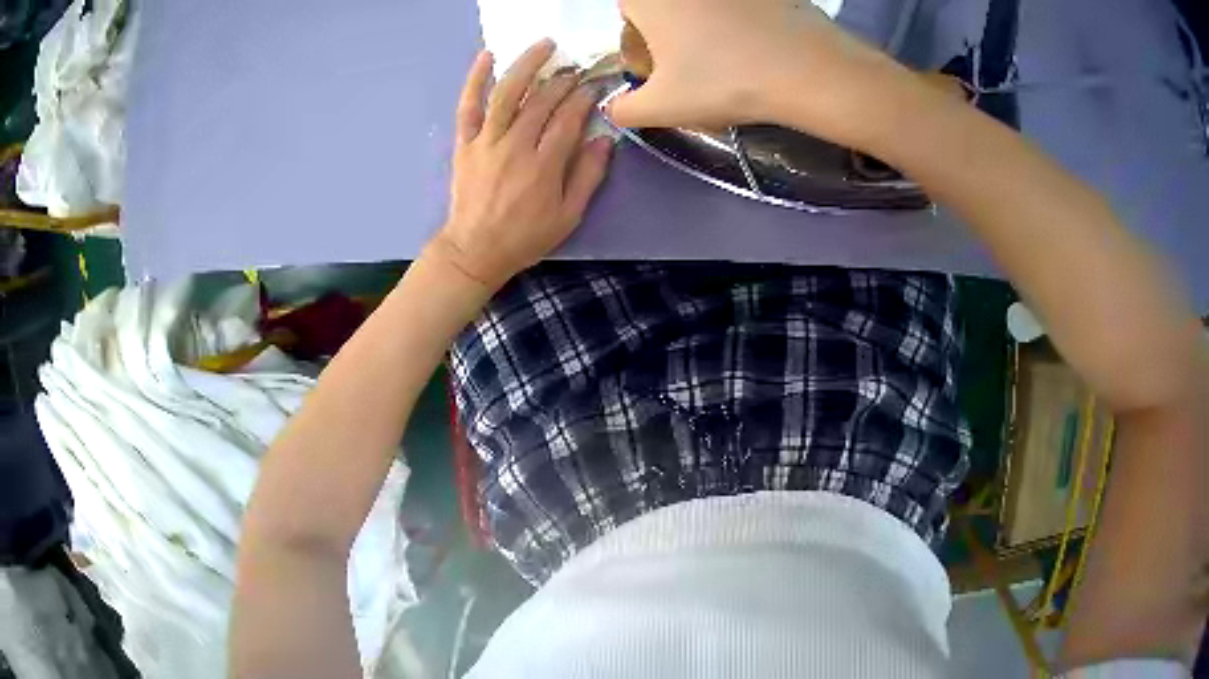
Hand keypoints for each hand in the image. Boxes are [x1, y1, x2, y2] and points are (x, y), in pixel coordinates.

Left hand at [431, 40, 613, 289]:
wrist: (475, 250)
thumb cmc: (526, 236)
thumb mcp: (568, 216)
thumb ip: (587, 176)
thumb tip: (605, 140)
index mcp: (544, 166)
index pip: (568, 119)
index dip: (583, 99)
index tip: (594, 87)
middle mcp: (515, 146)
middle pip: (542, 102)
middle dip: (563, 80)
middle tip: (576, 69)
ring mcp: (486, 142)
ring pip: (508, 94)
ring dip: (527, 65)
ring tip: (545, 45)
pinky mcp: (465, 143)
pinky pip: (468, 106)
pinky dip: (476, 80)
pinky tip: (487, 56)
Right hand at [609, 0, 912, 150]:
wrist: (805, 69)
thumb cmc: (723, 82)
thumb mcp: (661, 108)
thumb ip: (624, 110)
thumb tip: (615, 107)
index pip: (627, 15)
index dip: (638, 44)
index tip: (658, 71)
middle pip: (664, 9)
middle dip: (669, 37)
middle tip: (690, 70)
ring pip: (702, 9)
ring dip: (703, 31)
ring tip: (728, 62)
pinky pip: (739, 9)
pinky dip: (739, 24)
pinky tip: (758, 49)